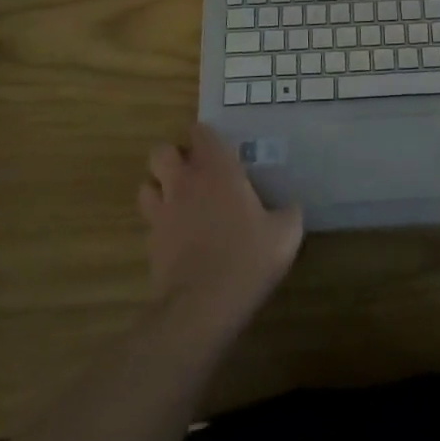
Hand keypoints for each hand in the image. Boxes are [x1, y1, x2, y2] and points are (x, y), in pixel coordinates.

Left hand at [138, 125, 302, 343]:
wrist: (201, 308)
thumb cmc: (246, 259)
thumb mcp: (285, 234)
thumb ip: (290, 212)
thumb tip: (292, 206)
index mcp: (217, 169)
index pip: (200, 132)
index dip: (206, 137)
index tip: (219, 149)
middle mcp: (185, 182)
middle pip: (161, 151)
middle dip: (173, 157)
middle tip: (194, 172)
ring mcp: (163, 212)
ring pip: (147, 184)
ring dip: (160, 188)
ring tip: (179, 201)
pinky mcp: (151, 243)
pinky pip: (149, 221)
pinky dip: (160, 223)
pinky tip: (178, 237)